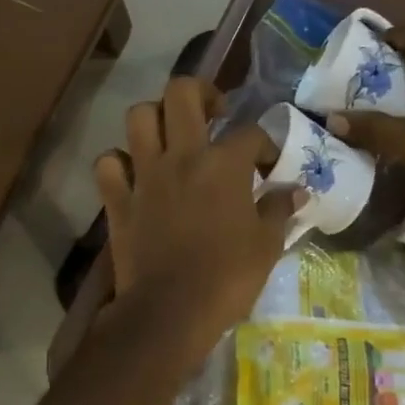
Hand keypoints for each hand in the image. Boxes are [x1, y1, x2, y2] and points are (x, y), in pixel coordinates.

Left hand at [95, 78, 301, 354]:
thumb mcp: (267, 246)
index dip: (264, 144)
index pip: (250, 133)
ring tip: (171, 135)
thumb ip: (280, 211)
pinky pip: (108, 164)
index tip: (267, 165)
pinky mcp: (118, 199)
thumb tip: (296, 191)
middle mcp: (182, 157)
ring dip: (155, 117)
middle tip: (212, 113)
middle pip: (182, 93)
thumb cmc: (227, 277)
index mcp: (223, 164)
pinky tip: (134, 173)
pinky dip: (118, 163)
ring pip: (138, 116)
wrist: (171, 311)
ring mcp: (145, 175)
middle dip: (200, 92)